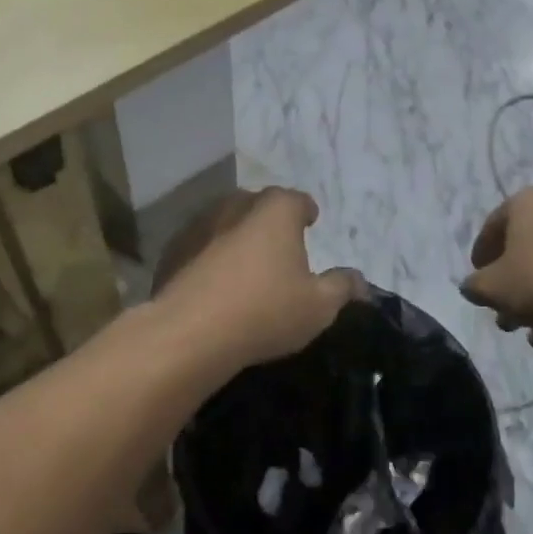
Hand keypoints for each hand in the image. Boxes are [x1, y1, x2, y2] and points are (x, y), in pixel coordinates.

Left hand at [150, 187, 361, 378]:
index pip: (298, 200)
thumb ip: (342, 287)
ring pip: (227, 222)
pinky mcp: (173, 248)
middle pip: (260, 206)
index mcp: (277, 210)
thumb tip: (358, 280)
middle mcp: (237, 204)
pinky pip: (200, 246)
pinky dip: (209, 256)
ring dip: (237, 237)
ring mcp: (200, 224)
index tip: (310, 223)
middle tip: (280, 249)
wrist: (189, 332)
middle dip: (270, 222)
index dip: (307, 212)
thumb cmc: (265, 311)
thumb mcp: (319, 306)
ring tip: (246, 266)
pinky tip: (213, 283)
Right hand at [460, 187, 532, 347]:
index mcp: (526, 202)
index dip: (480, 257)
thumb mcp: (493, 288)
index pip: (491, 227)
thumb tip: (471, 287)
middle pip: (523, 247)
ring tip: (524, 330)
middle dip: (509, 283)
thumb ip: (474, 286)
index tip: (477, 282)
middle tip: (500, 310)